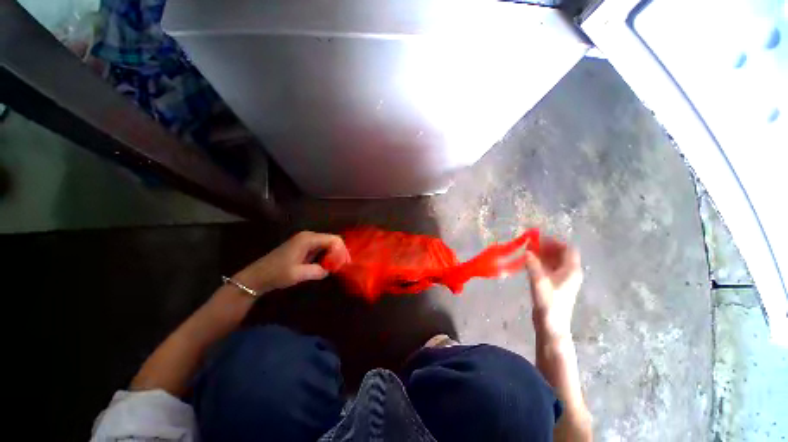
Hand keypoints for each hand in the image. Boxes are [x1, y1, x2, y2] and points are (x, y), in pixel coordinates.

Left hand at [233, 231, 350, 293]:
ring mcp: (305, 241)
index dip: (342, 251)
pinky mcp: (303, 247)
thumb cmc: (276, 274)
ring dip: (333, 255)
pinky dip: (326, 256)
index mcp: (308, 239)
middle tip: (342, 267)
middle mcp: (308, 236)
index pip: (334, 240)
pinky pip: (321, 248)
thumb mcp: (298, 274)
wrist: (257, 277)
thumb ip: (318, 271)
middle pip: (332, 240)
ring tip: (336, 267)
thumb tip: (330, 270)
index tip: (345, 264)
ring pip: (327, 244)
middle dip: (339, 252)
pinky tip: (327, 265)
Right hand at [524, 237, 582, 342]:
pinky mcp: (554, 285)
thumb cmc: (549, 304)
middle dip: (546, 246)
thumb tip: (527, 251)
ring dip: (542, 254)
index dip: (554, 242)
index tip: (538, 238)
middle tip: (530, 243)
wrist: (551, 326)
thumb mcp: (539, 283)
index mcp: (571, 271)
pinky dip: (540, 262)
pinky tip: (529, 262)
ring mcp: (562, 279)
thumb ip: (533, 266)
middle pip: (561, 254)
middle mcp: (569, 273)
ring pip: (554, 261)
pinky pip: (549, 268)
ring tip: (527, 250)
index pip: (568, 249)